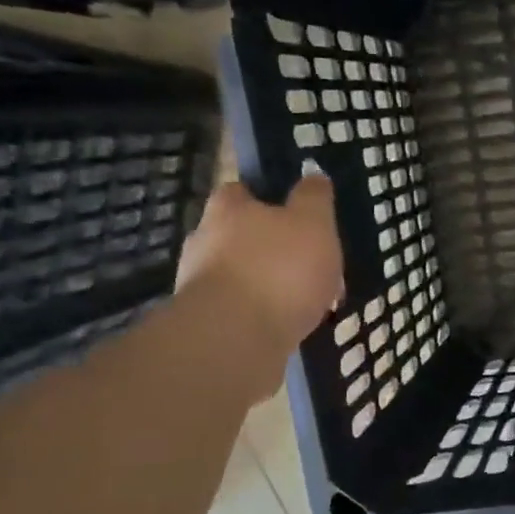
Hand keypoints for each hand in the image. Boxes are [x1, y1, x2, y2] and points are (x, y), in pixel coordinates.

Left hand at [177, 175, 343, 360]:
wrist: (235, 338)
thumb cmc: (280, 268)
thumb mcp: (313, 222)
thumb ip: (314, 198)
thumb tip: (313, 175)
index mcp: (228, 209)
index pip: (241, 190)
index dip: (267, 197)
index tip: (293, 211)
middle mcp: (204, 240)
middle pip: (240, 234)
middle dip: (271, 245)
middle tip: (309, 260)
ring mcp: (200, 284)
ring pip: (242, 274)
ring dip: (269, 282)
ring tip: (307, 299)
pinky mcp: (205, 322)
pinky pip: (241, 309)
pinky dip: (263, 312)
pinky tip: (290, 323)